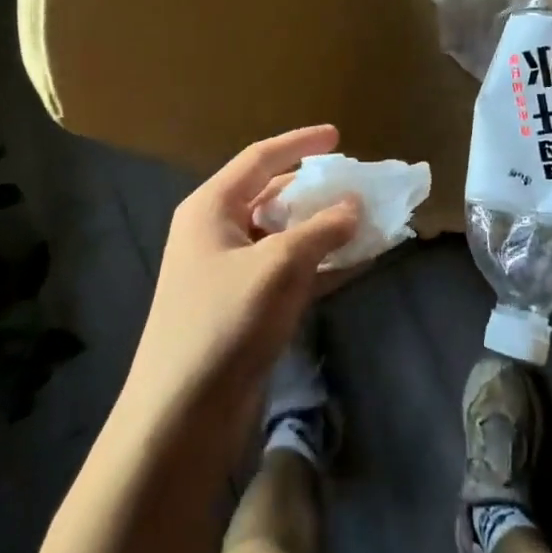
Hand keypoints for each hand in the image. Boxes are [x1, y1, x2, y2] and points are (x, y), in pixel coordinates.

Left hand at [119, 125, 359, 461]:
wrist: (182, 416)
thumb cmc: (224, 323)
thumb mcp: (278, 266)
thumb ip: (321, 229)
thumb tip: (355, 203)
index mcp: (211, 208)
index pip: (260, 159)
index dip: (299, 143)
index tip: (337, 136)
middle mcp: (217, 232)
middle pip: (274, 195)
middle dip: (318, 190)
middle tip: (360, 184)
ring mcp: (230, 272)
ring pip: (285, 235)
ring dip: (325, 228)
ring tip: (370, 220)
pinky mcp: (245, 307)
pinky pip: (289, 270)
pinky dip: (321, 263)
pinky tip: (358, 260)